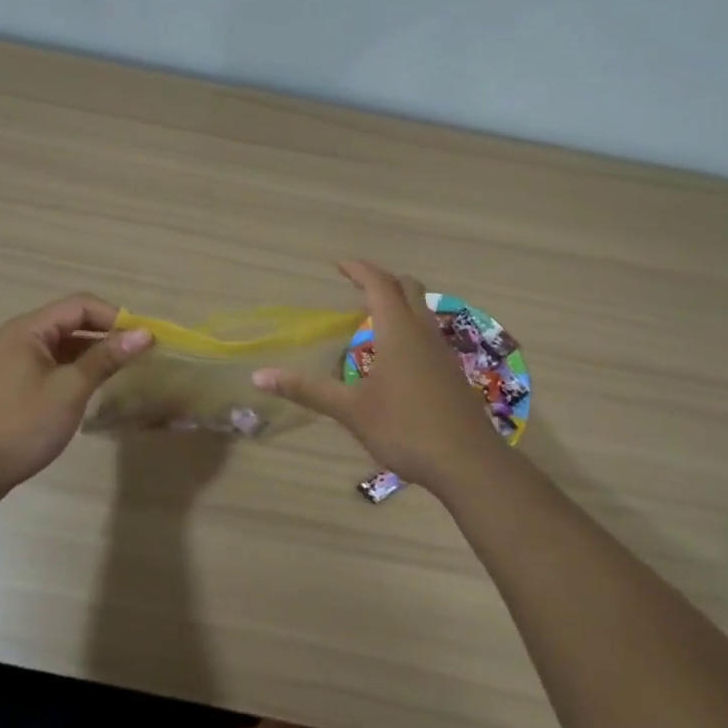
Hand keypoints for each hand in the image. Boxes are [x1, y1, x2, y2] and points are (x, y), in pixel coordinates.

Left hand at [0, 294, 152, 498]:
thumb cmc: (23, 425)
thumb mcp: (70, 390)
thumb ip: (106, 358)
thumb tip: (144, 334)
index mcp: (28, 329)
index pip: (80, 306)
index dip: (115, 317)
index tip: (146, 337)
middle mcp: (19, 336)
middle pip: (71, 321)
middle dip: (107, 333)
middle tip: (141, 352)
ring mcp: (14, 360)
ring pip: (63, 344)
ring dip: (93, 351)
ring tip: (125, 368)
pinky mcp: (15, 383)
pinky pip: (53, 363)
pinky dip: (77, 367)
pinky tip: (95, 384)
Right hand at [253, 260, 513, 496]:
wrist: (469, 463)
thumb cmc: (405, 429)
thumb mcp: (351, 411)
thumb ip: (307, 390)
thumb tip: (258, 376)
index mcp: (399, 332)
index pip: (379, 285)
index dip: (359, 270)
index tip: (339, 265)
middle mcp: (423, 333)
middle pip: (407, 288)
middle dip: (381, 279)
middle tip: (356, 285)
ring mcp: (442, 353)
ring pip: (422, 310)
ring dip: (399, 301)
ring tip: (372, 315)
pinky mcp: (451, 372)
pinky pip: (428, 333)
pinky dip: (409, 326)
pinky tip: (396, 354)